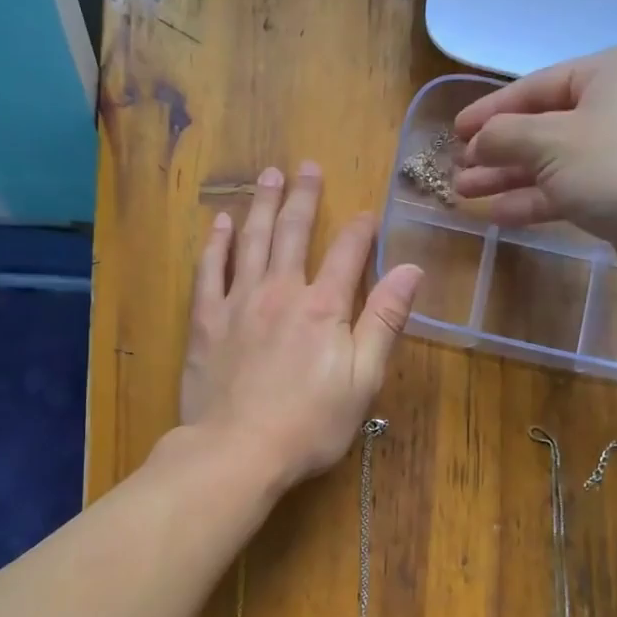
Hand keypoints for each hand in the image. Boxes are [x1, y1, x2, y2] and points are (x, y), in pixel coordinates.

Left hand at [178, 163, 422, 489]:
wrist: (238, 450)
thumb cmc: (309, 424)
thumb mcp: (363, 379)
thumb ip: (385, 321)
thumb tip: (412, 269)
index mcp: (323, 307)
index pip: (349, 253)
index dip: (361, 230)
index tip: (367, 213)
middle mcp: (281, 292)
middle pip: (295, 233)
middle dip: (304, 197)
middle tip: (306, 166)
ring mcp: (238, 303)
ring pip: (252, 241)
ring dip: (262, 206)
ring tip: (268, 176)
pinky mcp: (205, 321)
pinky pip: (209, 271)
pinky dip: (216, 244)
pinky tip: (220, 223)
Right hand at [451, 45, 616, 288]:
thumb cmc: (616, 166)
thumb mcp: (549, 142)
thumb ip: (504, 136)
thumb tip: (479, 141)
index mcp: (607, 73)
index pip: (535, 86)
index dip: (490, 110)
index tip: (454, 131)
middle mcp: (616, 105)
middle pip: (541, 125)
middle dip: (496, 149)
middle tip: (457, 167)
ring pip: (549, 161)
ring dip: (506, 176)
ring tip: (464, 191)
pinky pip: (565, 189)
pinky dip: (531, 198)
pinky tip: (496, 212)